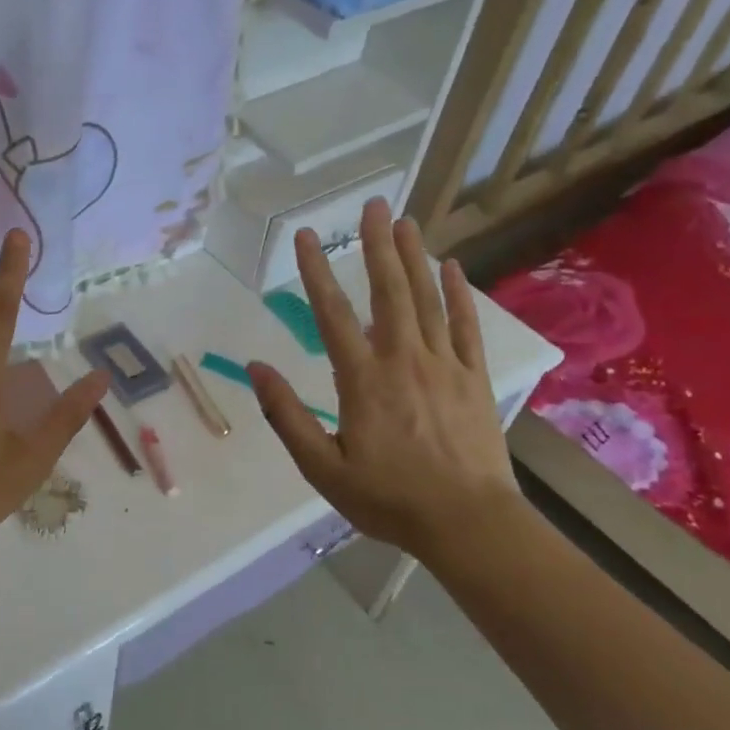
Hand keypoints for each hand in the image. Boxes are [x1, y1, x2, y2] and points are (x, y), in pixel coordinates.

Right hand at [251, 200, 518, 561]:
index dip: (316, 272)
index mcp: (362, 380)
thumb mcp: (322, 467)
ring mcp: (444, 365)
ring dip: (414, 258)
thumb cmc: (388, 498)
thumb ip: (287, 416)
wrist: (468, 524)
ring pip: (427, 300)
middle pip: (388, 291)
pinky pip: (466, 326)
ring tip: (404, 221)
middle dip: (377, 245)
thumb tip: (256, 368)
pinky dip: (459, 294)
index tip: (306, 236)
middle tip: (373, 204)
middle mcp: (403, 360)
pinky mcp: (474, 378)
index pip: (332, 314)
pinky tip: (453, 267)